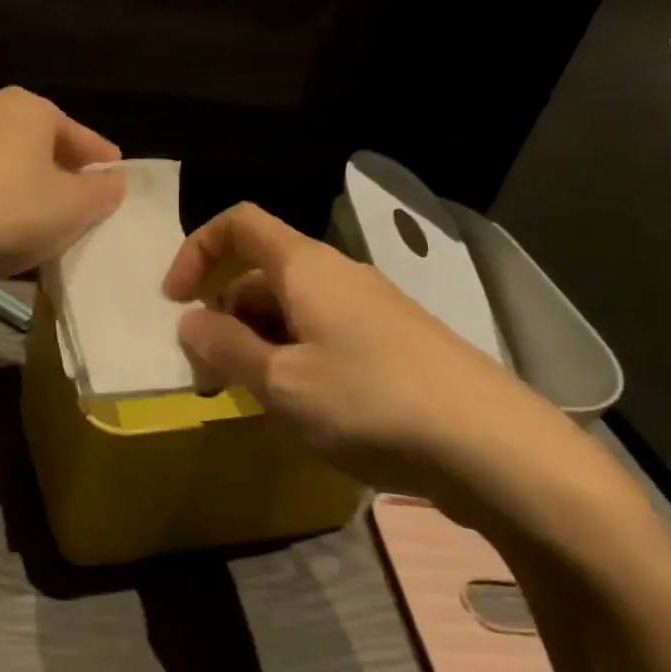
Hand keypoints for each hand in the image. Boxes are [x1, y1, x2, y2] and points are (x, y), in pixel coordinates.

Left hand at [0, 88, 125, 310]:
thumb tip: (112, 182)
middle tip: (82, 219)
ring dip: (26, 201)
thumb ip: (101, 194)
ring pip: (6, 174)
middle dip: (63, 184)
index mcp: (27, 108)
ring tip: (41, 238)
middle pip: (41, 152)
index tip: (117, 192)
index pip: (82, 136)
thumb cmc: (1, 212)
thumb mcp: (71, 208)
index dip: (104, 166)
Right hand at [164, 203, 624, 526]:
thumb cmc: (370, 402)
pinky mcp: (394, 343)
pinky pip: (324, 335)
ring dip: (256, 344)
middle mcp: (337, 275)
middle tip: (209, 377)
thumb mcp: (280, 381)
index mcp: (305, 267)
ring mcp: (371, 309)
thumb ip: (224, 347)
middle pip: (260, 273)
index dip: (196, 251)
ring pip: (291, 310)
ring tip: (251, 400)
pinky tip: (301, 408)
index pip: (238, 224)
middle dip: (222, 316)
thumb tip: (189, 320)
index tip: (175, 302)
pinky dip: (294, 359)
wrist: (494, 447)